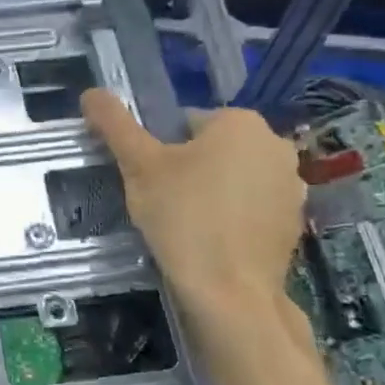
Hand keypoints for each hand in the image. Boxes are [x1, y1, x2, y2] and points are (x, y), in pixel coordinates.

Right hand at [82, 89, 303, 306]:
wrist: (229, 292)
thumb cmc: (182, 216)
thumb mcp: (138, 165)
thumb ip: (115, 124)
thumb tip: (90, 92)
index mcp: (241, 122)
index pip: (183, 123)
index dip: (158, 150)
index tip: (148, 179)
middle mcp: (275, 144)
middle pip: (211, 148)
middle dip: (187, 169)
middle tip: (162, 202)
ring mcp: (291, 185)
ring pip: (232, 177)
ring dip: (210, 191)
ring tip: (184, 224)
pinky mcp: (294, 221)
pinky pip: (251, 206)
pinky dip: (231, 217)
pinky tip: (210, 241)